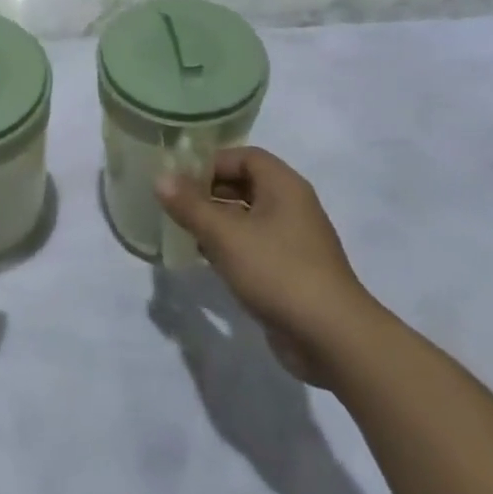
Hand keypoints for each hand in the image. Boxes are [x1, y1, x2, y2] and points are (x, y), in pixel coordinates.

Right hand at [154, 147, 371, 387]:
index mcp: (284, 187)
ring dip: (217, 221)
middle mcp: (292, 206)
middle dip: (209, 191)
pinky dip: (229, 246)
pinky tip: (205, 259)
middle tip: (175, 204)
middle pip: (245, 184)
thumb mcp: (226, 235)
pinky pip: (254, 245)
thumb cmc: (278, 271)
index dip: (212, 162)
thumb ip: (191, 206)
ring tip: (182, 230)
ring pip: (248, 217)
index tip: (180, 178)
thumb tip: (160, 177)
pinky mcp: (290, 270)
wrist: (331, 337)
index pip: (245, 156)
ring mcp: (293, 240)